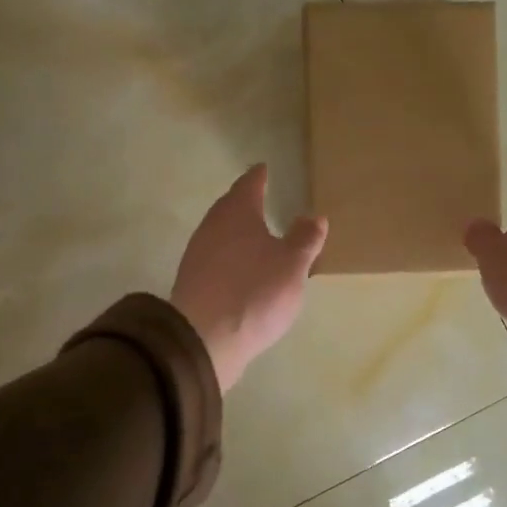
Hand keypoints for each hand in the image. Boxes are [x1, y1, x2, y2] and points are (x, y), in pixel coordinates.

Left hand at [171, 164, 327, 392]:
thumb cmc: (255, 291)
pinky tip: (241, 269)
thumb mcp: (292, 264)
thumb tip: (314, 216)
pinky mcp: (192, 281)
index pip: (249, 184)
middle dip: (245, 203)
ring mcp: (198, 254)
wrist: (205, 338)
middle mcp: (212, 226)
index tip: (264, 169)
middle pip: (230, 207)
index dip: (259, 176)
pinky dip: (230, 256)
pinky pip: (215, 258)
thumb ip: (304, 239)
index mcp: (237, 212)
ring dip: (237, 232)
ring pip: (221, 233)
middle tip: (261, 199)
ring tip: (256, 236)